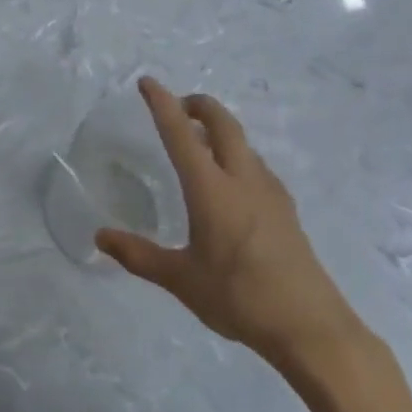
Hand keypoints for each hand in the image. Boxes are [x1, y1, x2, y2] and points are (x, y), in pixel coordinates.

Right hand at [95, 79, 365, 374]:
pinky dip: (236, 155)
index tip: (147, 82)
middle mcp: (243, 181)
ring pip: (244, 144)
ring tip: (198, 141)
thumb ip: (138, 255)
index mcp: (212, 190)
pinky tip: (230, 181)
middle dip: (199, 105)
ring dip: (219, 130)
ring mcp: (271, 195)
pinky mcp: (286, 212)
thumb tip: (100, 237)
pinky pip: (256, 167)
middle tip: (177, 105)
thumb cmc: (239, 297)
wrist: (312, 329)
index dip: (162, 104)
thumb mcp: (180, 279)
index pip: (181, 134)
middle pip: (223, 125)